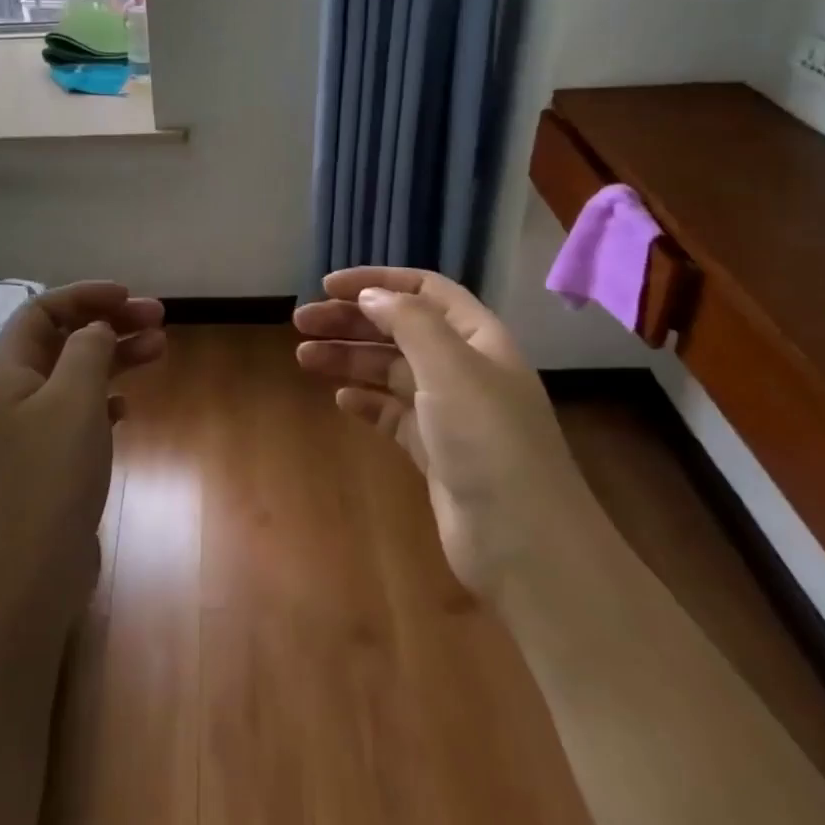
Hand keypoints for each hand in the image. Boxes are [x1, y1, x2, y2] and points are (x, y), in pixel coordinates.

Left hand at [0, 282, 165, 619]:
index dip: (84, 295)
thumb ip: (87, 349)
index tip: (127, 295)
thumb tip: (97, 328)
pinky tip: (129, 405)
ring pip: (79, 373)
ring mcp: (36, 428)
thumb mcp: (74, 397)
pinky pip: (84, 411)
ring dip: (116, 356)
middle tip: (158, 318)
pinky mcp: (55, 459)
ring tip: (160, 348)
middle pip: (64, 338)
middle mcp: (18, 392)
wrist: (34, 569)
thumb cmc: (52, 473)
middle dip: (109, 322)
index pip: (42, 310)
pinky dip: (108, 397)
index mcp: (10, 369)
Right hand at [294, 267, 596, 596]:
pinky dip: (366, 401)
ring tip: (303, 356)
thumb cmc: (487, 440)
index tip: (328, 286)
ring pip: (390, 370)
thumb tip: (371, 295)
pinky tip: (341, 399)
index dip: (377, 281)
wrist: (523, 543)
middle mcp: (464, 367)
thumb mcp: (449, 367)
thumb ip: (409, 321)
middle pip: (400, 328)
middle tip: (301, 322)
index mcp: (477, 337)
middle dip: (351, 320)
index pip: (424, 289)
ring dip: (349, 358)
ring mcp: (449, 411)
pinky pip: (392, 413)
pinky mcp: (434, 450)